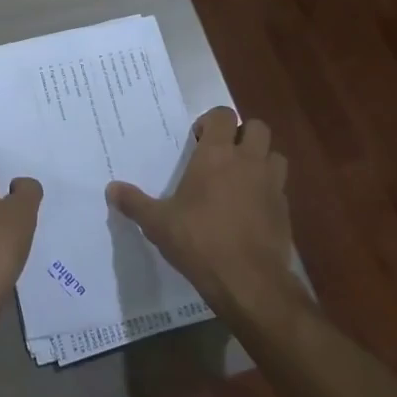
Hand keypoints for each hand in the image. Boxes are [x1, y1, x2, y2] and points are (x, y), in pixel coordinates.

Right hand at [107, 107, 294, 313]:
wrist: (249, 281)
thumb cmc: (199, 241)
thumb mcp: (158, 223)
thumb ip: (135, 203)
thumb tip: (111, 189)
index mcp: (217, 155)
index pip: (222, 115)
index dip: (211, 122)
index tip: (198, 140)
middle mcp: (248, 161)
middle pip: (257, 127)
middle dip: (242, 134)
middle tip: (222, 154)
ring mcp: (272, 185)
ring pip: (275, 155)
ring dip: (261, 159)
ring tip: (241, 178)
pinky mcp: (285, 210)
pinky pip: (280, 187)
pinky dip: (268, 190)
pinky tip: (251, 210)